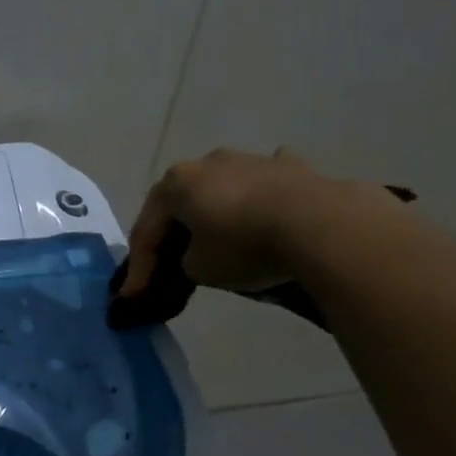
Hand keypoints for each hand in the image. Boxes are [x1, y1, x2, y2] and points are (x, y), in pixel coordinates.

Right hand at [117, 148, 366, 297]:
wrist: (320, 225)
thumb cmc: (244, 246)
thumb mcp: (199, 269)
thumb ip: (185, 262)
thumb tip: (196, 257)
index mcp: (174, 183)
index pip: (146, 230)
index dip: (139, 267)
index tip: (136, 296)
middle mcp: (206, 163)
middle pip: (180, 205)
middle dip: (173, 235)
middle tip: (169, 265)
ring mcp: (250, 160)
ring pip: (220, 191)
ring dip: (214, 214)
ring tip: (216, 241)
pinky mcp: (291, 167)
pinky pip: (263, 187)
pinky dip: (259, 201)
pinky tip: (266, 213)